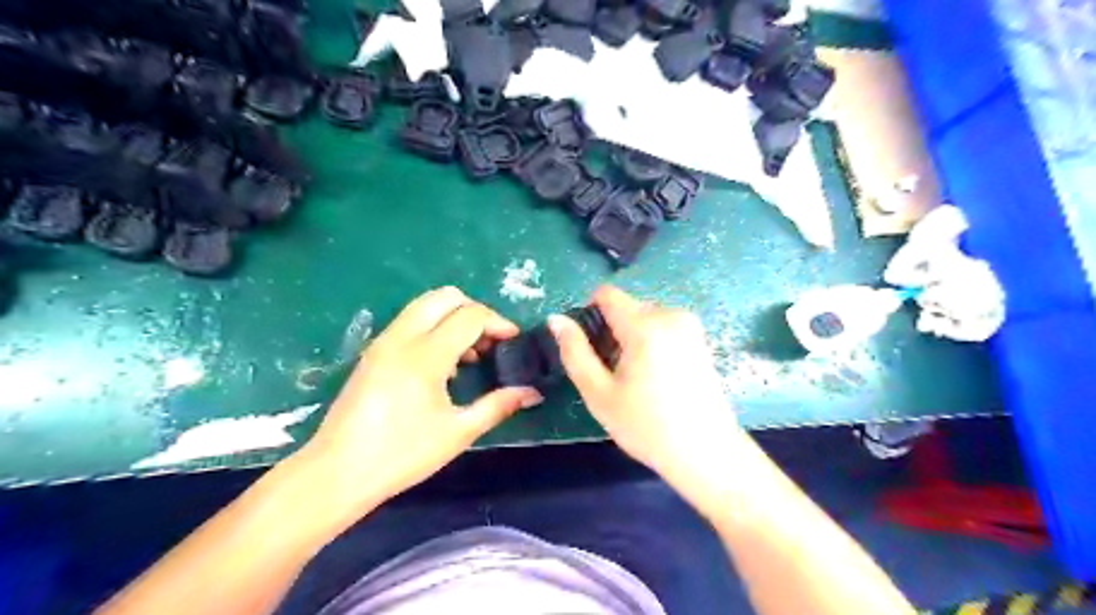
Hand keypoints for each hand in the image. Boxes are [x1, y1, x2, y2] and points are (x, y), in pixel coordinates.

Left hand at [295, 288, 542, 517]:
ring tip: (470, 355)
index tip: (513, 341)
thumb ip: (498, 406)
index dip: (498, 323)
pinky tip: (442, 365)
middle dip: (475, 311)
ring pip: (425, 305)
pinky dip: (434, 328)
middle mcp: (402, 338)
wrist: (337, 473)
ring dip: (453, 318)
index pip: (470, 316)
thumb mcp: (457, 432)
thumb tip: (532, 393)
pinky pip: (410, 322)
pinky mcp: (373, 352)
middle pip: (445, 296)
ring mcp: (383, 342)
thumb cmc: (401, 455)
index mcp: (425, 355)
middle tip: (491, 341)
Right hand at [548, 285, 744, 516]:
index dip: (589, 313)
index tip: (590, 346)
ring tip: (635, 378)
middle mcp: (670, 315)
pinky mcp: (699, 338)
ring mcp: (689, 325)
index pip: (606, 294)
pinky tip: (656, 377)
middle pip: (626, 307)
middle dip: (612, 331)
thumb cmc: (647, 427)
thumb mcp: (599, 394)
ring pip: (644, 317)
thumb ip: (575, 352)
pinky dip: (651, 343)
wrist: (706, 453)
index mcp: (645, 325)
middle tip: (613, 372)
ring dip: (631, 338)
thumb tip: (556, 319)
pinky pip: (663, 327)